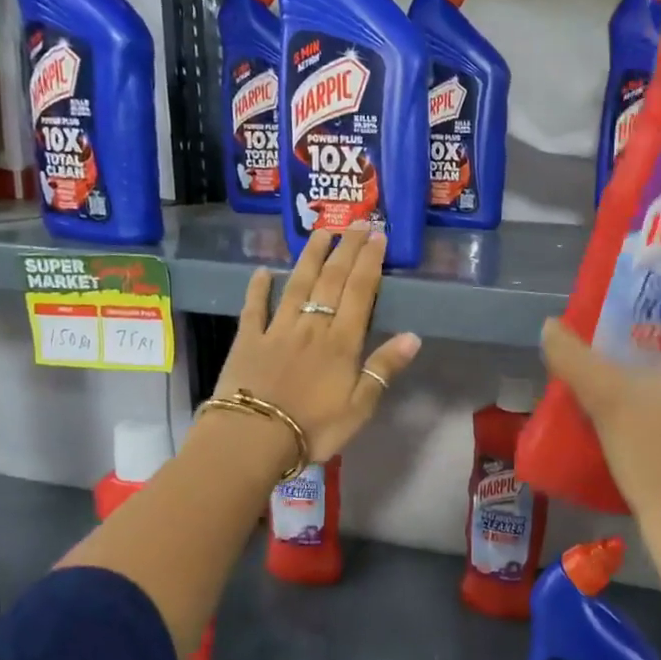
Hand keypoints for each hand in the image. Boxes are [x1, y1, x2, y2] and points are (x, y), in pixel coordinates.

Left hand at [209, 225, 421, 467]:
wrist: (253, 438)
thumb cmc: (314, 428)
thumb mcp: (360, 406)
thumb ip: (384, 369)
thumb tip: (412, 336)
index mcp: (341, 342)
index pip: (360, 293)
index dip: (369, 262)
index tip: (377, 236)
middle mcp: (311, 327)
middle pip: (331, 280)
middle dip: (346, 249)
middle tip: (357, 222)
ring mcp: (276, 330)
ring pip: (296, 285)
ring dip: (310, 257)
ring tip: (320, 232)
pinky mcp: (248, 340)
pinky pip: (254, 308)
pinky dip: (258, 288)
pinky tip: (263, 271)